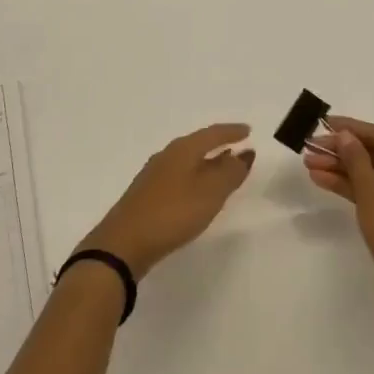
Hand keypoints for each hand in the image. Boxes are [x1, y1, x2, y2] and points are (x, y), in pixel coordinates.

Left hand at [80, 123, 255, 278]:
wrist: (125, 242)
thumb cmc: (172, 212)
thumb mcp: (209, 193)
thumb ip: (230, 173)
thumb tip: (245, 154)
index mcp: (182, 150)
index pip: (212, 134)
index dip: (231, 132)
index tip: (248, 131)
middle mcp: (167, 156)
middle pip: (198, 144)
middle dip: (219, 145)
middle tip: (239, 147)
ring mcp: (155, 175)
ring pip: (188, 161)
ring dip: (208, 162)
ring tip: (224, 166)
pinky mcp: (148, 194)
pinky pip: (180, 176)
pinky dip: (196, 176)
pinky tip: (198, 190)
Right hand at [303, 116, 373, 309]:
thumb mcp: (371, 189)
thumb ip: (355, 157)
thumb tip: (344, 135)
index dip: (350, 128)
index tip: (323, 122)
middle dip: (341, 152)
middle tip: (309, 147)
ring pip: (371, 175)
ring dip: (340, 169)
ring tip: (308, 163)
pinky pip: (373, 193)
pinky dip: (350, 187)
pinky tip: (321, 180)